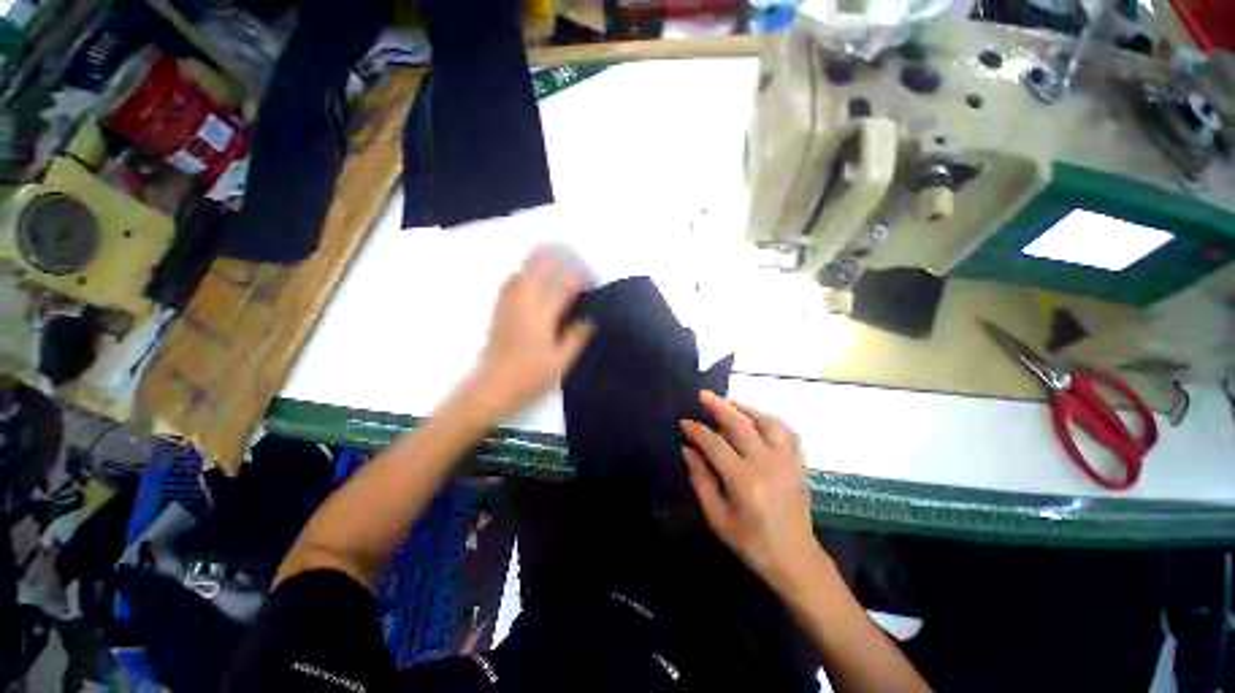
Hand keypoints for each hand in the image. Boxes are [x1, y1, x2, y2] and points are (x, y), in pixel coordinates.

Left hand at [472, 248, 593, 417]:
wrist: (492, 388)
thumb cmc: (530, 378)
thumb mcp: (561, 362)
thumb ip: (575, 338)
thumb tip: (589, 319)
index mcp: (542, 318)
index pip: (562, 289)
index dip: (577, 279)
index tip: (590, 277)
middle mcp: (523, 306)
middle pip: (536, 271)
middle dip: (552, 258)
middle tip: (567, 253)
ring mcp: (507, 307)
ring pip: (520, 275)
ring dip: (535, 264)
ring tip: (550, 262)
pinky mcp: (498, 313)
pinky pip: (509, 286)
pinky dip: (521, 275)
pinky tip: (528, 279)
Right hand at [681, 392, 820, 589]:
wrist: (795, 559)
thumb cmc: (751, 542)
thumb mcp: (717, 517)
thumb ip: (701, 480)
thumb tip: (687, 450)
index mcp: (744, 480)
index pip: (715, 444)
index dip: (697, 430)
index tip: (684, 422)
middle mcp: (767, 463)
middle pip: (740, 423)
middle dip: (718, 406)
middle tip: (703, 395)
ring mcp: (787, 460)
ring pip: (767, 421)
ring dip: (745, 407)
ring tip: (729, 403)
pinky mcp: (799, 463)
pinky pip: (787, 431)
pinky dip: (770, 419)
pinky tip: (758, 418)